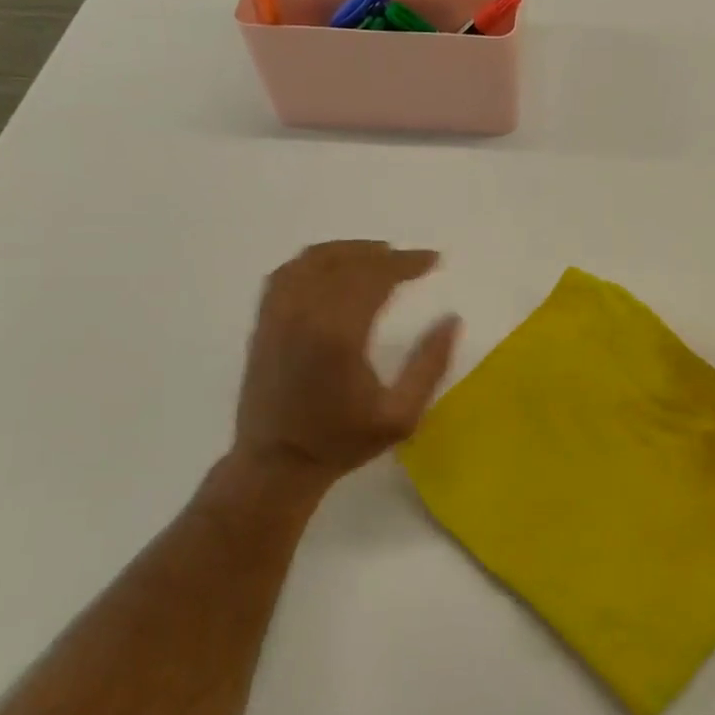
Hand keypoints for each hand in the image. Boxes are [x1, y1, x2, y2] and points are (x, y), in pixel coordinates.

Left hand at [232, 240, 461, 484]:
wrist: (276, 464)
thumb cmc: (342, 442)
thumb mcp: (401, 416)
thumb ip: (429, 365)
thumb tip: (451, 320)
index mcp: (339, 334)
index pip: (376, 276)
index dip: (407, 263)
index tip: (432, 260)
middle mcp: (304, 313)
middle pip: (348, 263)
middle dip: (385, 255)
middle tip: (413, 261)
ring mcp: (278, 314)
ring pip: (314, 260)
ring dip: (350, 251)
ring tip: (378, 256)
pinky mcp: (262, 321)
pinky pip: (287, 273)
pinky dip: (315, 261)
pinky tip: (333, 268)